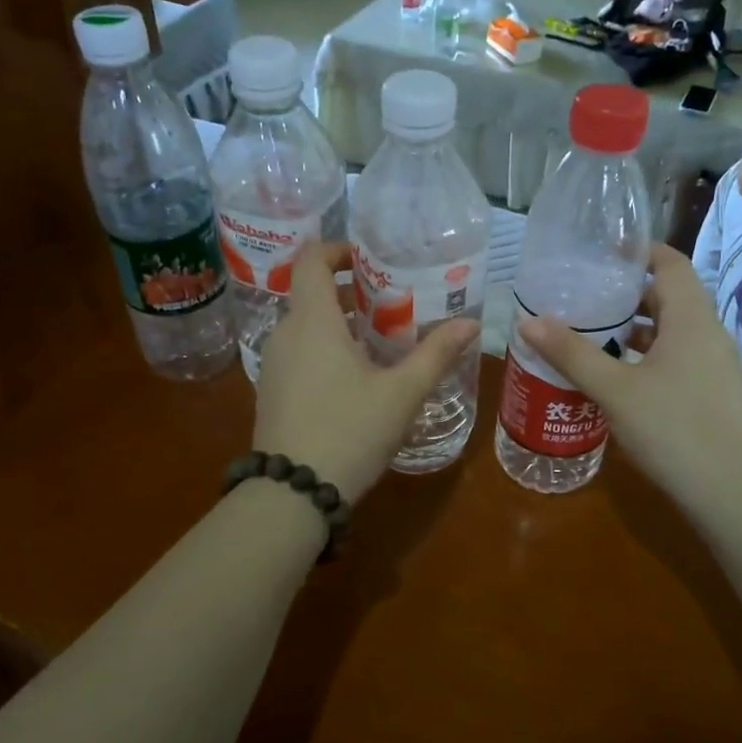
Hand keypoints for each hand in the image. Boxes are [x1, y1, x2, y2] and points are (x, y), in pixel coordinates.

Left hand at [253, 242, 479, 502]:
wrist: (292, 493)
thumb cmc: (350, 431)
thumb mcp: (402, 393)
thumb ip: (436, 354)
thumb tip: (471, 324)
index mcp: (312, 321)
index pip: (310, 260)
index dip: (337, 249)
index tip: (369, 259)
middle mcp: (285, 333)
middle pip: (312, 293)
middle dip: (351, 291)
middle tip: (393, 302)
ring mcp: (272, 364)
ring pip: (306, 325)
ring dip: (339, 323)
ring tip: (381, 340)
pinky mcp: (270, 391)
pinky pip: (298, 352)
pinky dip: (324, 348)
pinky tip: (356, 378)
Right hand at [515, 245, 741, 518]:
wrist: (732, 493)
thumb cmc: (673, 428)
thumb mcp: (614, 389)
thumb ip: (572, 353)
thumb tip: (528, 321)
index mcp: (691, 318)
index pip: (670, 263)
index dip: (639, 251)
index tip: (602, 251)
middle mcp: (708, 334)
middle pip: (668, 296)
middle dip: (627, 293)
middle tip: (584, 295)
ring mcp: (714, 366)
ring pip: (671, 331)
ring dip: (635, 329)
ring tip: (591, 333)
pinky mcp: (711, 394)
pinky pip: (675, 358)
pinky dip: (645, 356)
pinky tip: (616, 377)